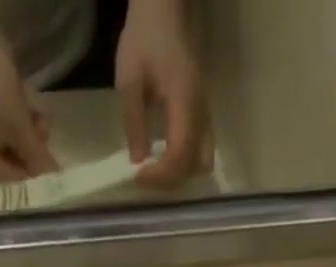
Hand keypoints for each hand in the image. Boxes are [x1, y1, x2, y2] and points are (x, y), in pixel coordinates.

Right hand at [0, 14, 58, 180]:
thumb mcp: (21, 128)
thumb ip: (37, 157)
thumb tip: (53, 177)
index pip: (12, 181)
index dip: (34, 176)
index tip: (53, 169)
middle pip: (12, 164)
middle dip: (32, 152)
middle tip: (47, 138)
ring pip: (11, 145)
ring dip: (30, 136)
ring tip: (41, 120)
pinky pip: (6, 129)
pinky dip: (20, 124)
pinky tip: (32, 111)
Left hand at [116, 0, 213, 187]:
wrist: (164, 10)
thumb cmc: (145, 39)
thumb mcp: (130, 81)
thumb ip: (134, 124)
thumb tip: (137, 162)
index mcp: (185, 103)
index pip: (179, 155)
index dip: (159, 175)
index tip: (136, 178)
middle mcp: (201, 114)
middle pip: (195, 166)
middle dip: (169, 179)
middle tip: (144, 177)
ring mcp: (205, 115)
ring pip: (202, 162)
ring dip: (180, 174)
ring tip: (155, 171)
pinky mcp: (202, 115)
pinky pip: (200, 150)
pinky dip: (184, 163)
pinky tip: (164, 158)